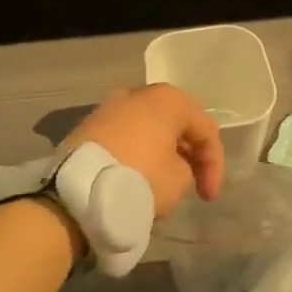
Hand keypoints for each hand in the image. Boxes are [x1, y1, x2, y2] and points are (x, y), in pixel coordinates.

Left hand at [68, 84, 224, 218]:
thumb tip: (170, 162)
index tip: (207, 197)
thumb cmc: (139, 178)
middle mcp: (138, 93)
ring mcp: (110, 106)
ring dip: (161, 150)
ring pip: (148, 127)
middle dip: (188, 152)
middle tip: (193, 182)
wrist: (77, 190)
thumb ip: (186, 166)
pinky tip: (138, 174)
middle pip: (175, 122)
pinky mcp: (89, 125)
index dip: (214, 164)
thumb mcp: (179, 180)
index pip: (205, 128)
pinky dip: (137, 151)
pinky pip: (125, 135)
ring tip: (165, 180)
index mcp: (167, 99)